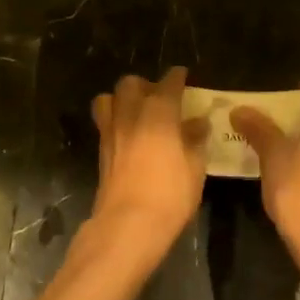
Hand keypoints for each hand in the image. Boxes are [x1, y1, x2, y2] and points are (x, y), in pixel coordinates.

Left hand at [85, 67, 208, 272]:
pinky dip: (115, 119)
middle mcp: (131, 115)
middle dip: (145, 85)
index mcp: (159, 113)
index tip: (183, 75)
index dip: (176, 77)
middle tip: (159, 97)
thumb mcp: (194, 168)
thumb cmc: (169, 195)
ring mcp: (111, 131)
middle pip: (130, 84)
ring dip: (122, 99)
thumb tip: (198, 123)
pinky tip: (129, 134)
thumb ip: (195, 140)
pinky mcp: (101, 150)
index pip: (168, 84)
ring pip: (108, 98)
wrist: (127, 224)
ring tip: (137, 112)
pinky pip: (104, 121)